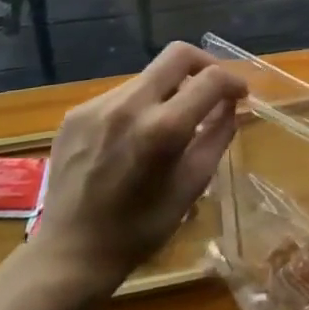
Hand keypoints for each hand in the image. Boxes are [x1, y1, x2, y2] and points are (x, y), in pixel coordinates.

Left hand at [25, 42, 246, 308]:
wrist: (69, 255)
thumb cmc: (140, 228)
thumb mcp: (193, 185)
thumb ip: (217, 136)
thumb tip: (231, 106)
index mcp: (163, 128)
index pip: (211, 78)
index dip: (233, 81)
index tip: (239, 95)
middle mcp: (129, 105)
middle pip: (178, 54)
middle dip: (204, 65)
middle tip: (212, 88)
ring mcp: (97, 107)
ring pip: (148, 75)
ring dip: (170, 88)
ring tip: (171, 120)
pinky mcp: (76, 114)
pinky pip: (121, 94)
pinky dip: (139, 105)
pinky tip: (135, 136)